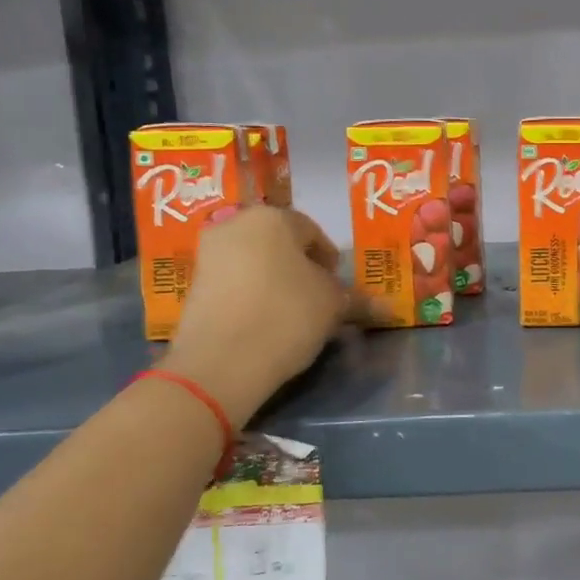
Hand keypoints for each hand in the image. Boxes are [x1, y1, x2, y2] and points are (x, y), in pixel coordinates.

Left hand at [162, 206, 358, 418]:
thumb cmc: (288, 315)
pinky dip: (251, 296)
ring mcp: (207, 254)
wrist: (221, 362)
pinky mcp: (192, 286)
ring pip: (255, 263)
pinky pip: (234, 283)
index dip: (330, 261)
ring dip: (275, 281)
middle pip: (279, 244)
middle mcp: (235, 224)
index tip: (338, 288)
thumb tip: (386, 307)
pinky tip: (264, 322)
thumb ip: (357, 299)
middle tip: (317, 298)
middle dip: (300, 267)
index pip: (313, 232)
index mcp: (272, 217)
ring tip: (292, 313)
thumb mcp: (334, 305)